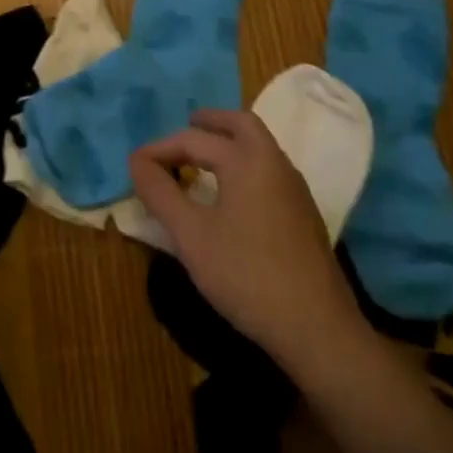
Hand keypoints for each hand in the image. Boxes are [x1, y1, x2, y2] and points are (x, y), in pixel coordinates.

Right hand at [129, 110, 368, 373]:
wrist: (318, 330)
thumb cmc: (247, 275)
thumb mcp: (191, 235)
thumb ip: (160, 194)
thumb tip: (137, 161)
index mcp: (246, 159)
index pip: (193, 140)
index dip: (160, 149)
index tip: (135, 165)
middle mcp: (274, 163)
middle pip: (241, 124)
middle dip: (210, 122)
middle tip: (185, 127)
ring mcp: (294, 188)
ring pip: (259, 146)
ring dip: (230, 141)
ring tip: (202, 159)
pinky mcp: (304, 214)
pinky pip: (269, 169)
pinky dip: (245, 163)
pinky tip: (231, 193)